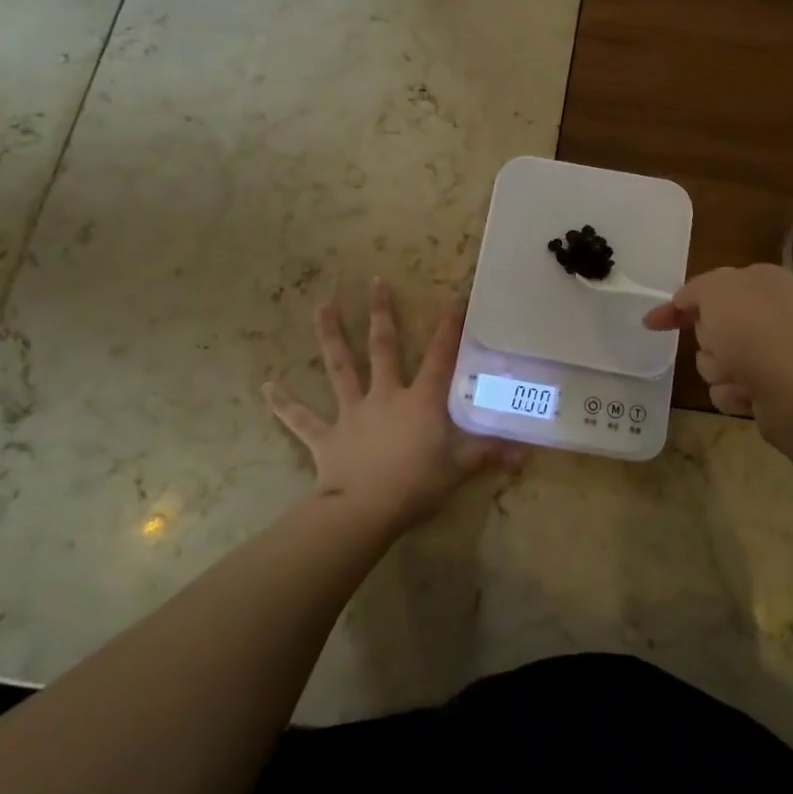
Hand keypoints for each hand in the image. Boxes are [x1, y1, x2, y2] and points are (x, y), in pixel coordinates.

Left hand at [265, 279, 522, 530]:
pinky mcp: (326, 436)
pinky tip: (266, 387)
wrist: (364, 510)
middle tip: (375, 282)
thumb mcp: (459, 469)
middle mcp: (384, 396)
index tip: (455, 298)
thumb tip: (526, 455)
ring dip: (330, 337)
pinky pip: (301, 419)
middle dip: (382, 314)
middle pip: (383, 348)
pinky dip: (284, 404)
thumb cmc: (416, 485)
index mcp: (419, 400)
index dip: (449, 327)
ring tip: (321, 307)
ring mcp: (352, 413)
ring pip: (340, 368)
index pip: (440, 357)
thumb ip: (489, 455)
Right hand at [643, 264, 792, 446]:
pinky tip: (750, 394)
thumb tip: (686, 302)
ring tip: (739, 374)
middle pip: (710, 327)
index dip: (679, 304)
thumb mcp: (715, 290)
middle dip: (706, 340)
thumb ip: (694, 289)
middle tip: (720, 344)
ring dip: (718, 369)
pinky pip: (730, 388)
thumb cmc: (754, 330)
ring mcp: (773, 352)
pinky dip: (733, 392)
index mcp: (763, 281)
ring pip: (716, 361)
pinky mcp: (771, 388)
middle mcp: (771, 313)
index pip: (710, 287)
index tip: (651, 323)